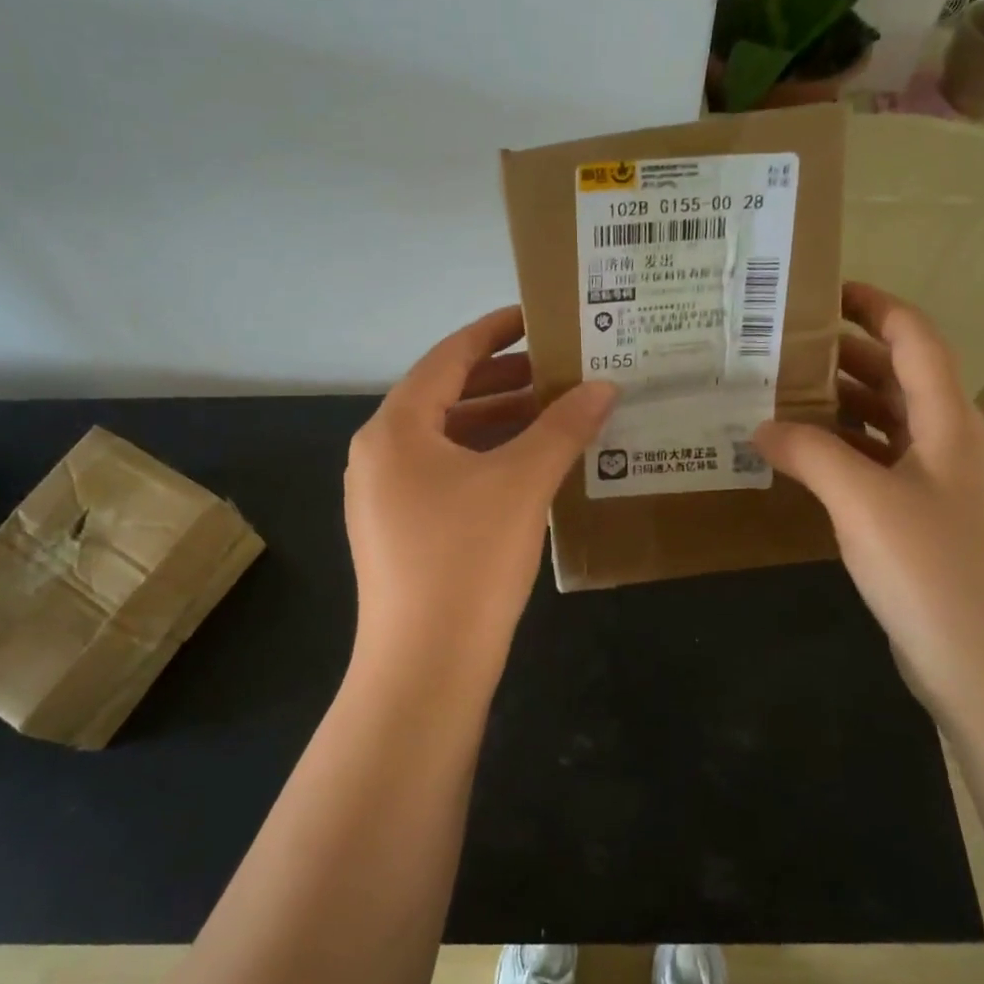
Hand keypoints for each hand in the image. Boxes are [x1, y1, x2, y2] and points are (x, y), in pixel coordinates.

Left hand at [345, 306, 615, 678]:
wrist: (424, 667)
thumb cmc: (467, 559)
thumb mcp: (521, 483)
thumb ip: (563, 427)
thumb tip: (604, 386)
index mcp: (396, 427)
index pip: (448, 357)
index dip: (494, 332)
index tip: (536, 316)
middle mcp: (379, 453)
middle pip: (445, 396)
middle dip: (502, 380)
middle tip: (557, 368)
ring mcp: (383, 495)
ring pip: (445, 439)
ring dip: (496, 422)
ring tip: (552, 413)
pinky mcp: (397, 530)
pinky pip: (443, 474)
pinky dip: (483, 459)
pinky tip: (526, 467)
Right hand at [754, 283, 983, 717]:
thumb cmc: (933, 570)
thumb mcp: (863, 502)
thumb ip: (810, 454)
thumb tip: (762, 426)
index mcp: (948, 422)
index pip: (915, 340)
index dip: (875, 307)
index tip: (824, 292)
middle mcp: (947, 444)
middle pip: (897, 378)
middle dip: (845, 354)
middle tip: (781, 346)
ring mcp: (936, 486)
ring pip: (885, 424)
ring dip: (839, 404)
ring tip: (779, 395)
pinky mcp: (921, 523)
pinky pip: (876, 466)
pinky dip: (840, 451)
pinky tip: (801, 459)